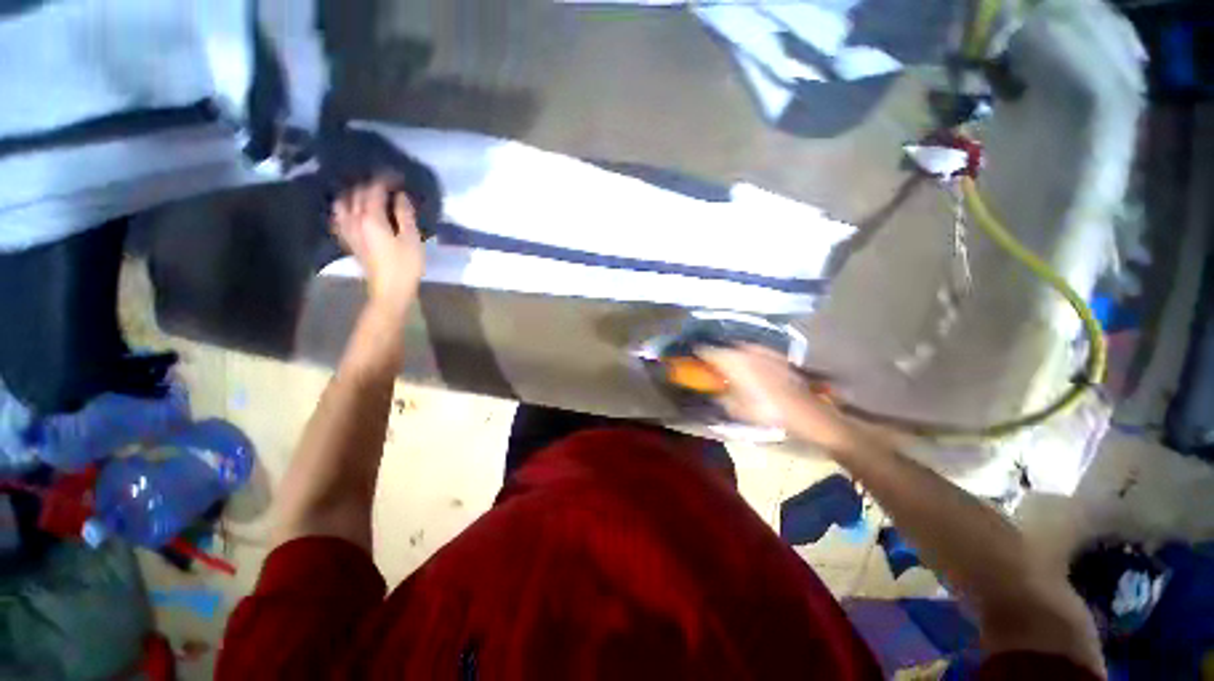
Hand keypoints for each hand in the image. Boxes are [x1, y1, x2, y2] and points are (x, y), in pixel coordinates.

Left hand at [331, 179, 424, 316]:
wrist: (390, 290)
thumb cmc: (406, 265)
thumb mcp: (411, 239)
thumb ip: (404, 215)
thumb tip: (400, 196)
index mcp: (371, 218)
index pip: (374, 190)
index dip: (385, 180)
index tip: (397, 176)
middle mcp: (354, 219)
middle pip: (356, 194)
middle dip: (370, 185)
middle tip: (387, 184)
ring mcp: (348, 230)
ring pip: (343, 203)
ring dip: (354, 194)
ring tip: (367, 194)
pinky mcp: (349, 240)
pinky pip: (339, 217)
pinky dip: (345, 208)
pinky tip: (352, 210)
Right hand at [700, 345, 861, 452]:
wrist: (808, 412)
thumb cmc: (768, 411)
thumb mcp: (736, 409)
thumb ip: (719, 396)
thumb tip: (711, 390)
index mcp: (733, 360)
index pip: (705, 350)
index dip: (696, 354)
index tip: (690, 360)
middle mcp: (745, 350)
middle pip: (722, 347)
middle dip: (714, 355)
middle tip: (709, 367)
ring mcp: (762, 350)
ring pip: (738, 348)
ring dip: (730, 356)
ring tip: (728, 368)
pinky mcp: (776, 355)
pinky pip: (753, 352)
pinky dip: (745, 358)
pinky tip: (749, 370)